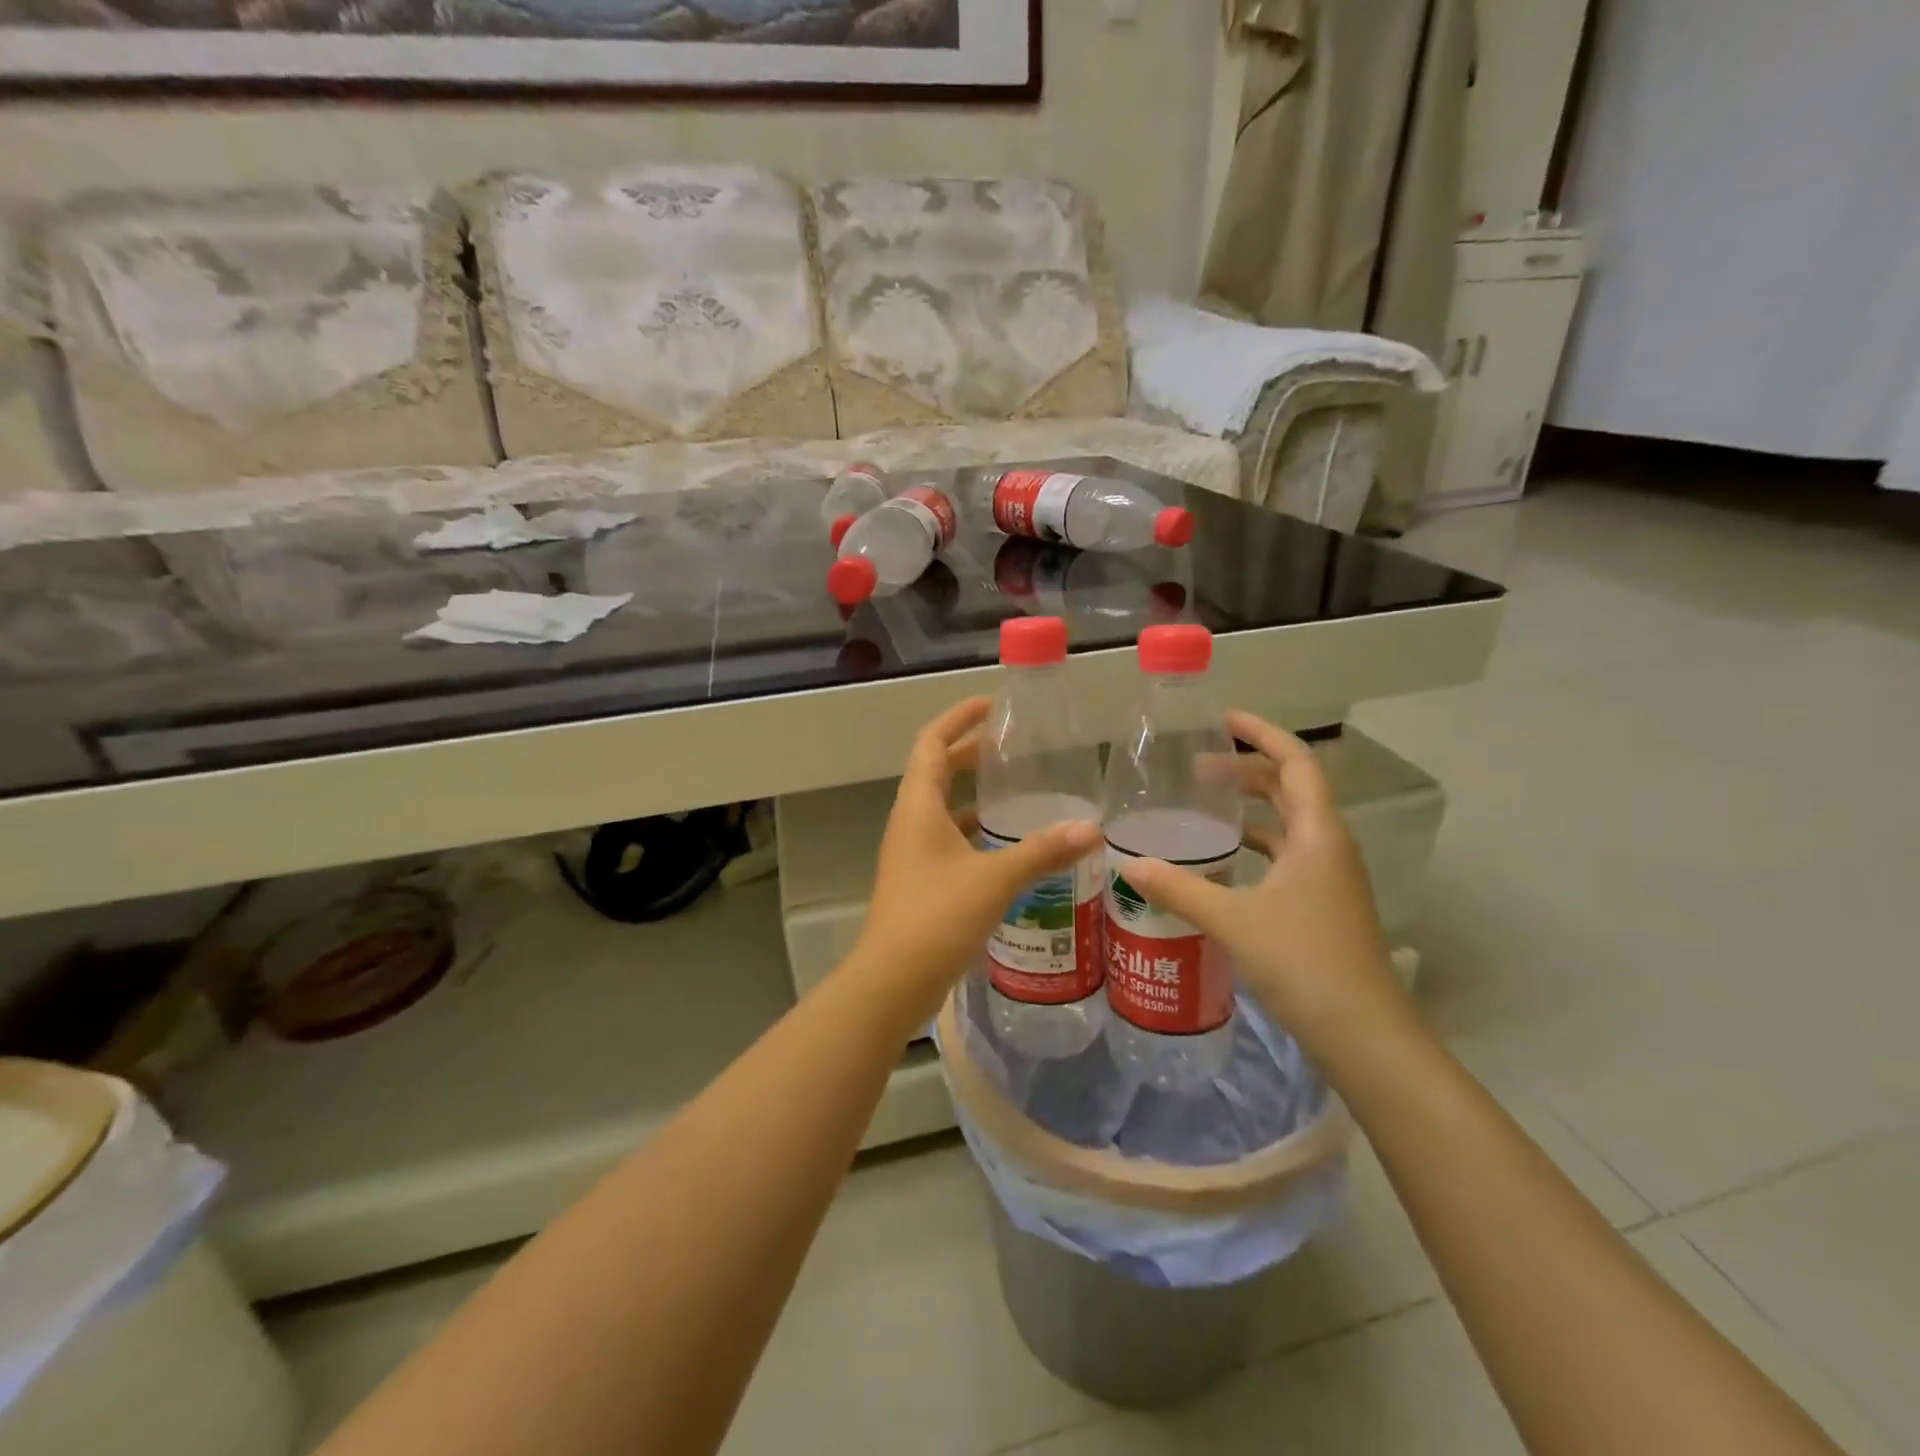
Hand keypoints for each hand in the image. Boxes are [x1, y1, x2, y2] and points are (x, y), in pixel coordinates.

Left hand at [847, 698, 1101, 1026]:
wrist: (891, 982)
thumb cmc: (936, 917)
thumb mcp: (994, 879)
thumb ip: (1042, 851)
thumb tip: (1092, 829)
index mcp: (918, 806)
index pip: (931, 742)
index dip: (958, 718)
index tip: (992, 705)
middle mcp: (911, 821)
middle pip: (937, 770)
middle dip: (972, 752)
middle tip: (1015, 746)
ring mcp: (913, 852)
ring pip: (945, 807)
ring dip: (975, 794)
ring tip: (1019, 789)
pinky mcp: (922, 880)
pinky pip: (950, 840)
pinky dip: (976, 831)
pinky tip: (1010, 845)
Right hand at [1119, 712, 1410, 1068]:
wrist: (1364, 1035)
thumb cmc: (1304, 962)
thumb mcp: (1232, 919)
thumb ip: (1179, 888)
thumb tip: (1129, 864)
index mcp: (1317, 834)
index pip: (1295, 762)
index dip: (1263, 734)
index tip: (1224, 720)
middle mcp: (1328, 847)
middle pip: (1291, 789)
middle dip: (1248, 770)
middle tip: (1199, 768)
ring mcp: (1329, 878)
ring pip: (1289, 825)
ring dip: (1252, 809)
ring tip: (1206, 807)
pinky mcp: (1322, 906)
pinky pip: (1286, 857)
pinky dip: (1256, 847)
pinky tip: (1223, 864)